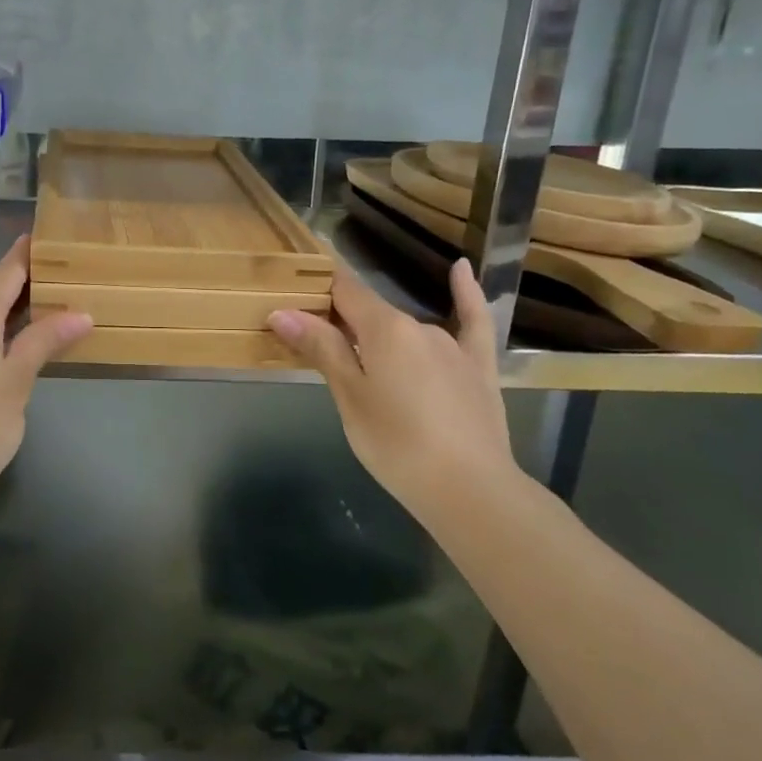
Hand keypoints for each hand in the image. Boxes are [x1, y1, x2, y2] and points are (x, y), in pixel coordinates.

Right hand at [268, 260, 517, 509]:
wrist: (471, 491)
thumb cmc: (396, 445)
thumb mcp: (349, 398)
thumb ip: (321, 349)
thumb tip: (283, 312)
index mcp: (383, 328)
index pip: (343, 290)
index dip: (318, 287)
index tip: (295, 289)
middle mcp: (418, 325)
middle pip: (372, 312)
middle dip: (343, 322)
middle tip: (318, 347)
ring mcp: (452, 345)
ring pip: (406, 329)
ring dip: (381, 337)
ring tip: (364, 365)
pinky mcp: (479, 367)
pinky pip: (472, 321)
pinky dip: (465, 293)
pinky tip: (459, 269)